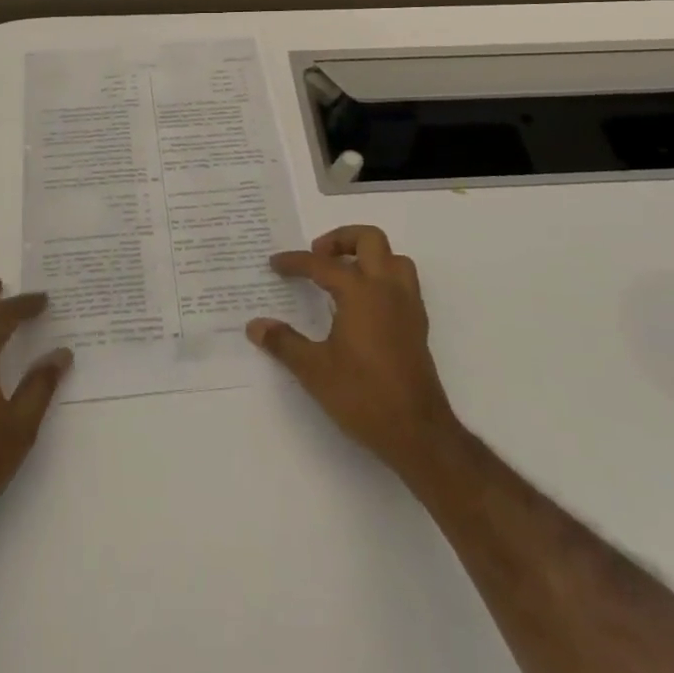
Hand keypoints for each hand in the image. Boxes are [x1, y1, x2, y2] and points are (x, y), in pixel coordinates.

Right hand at [248, 226, 458, 480]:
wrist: (418, 433)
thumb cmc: (363, 396)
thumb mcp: (314, 370)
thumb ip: (284, 343)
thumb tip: (255, 326)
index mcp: (360, 292)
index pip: (322, 264)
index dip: (295, 262)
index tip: (275, 264)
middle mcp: (387, 288)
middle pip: (369, 239)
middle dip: (341, 240)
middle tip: (318, 256)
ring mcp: (407, 305)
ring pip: (393, 258)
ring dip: (368, 255)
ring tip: (343, 273)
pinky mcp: (418, 324)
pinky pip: (402, 282)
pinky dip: (382, 277)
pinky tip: (363, 303)